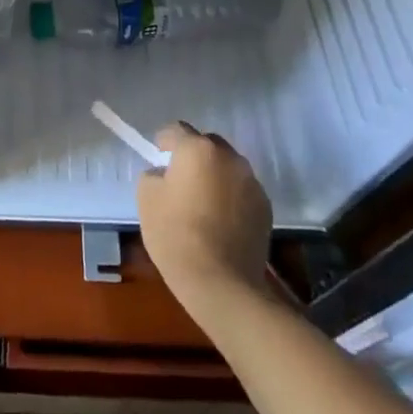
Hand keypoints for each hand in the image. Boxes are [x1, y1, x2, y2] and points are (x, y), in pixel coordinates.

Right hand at [137, 123, 273, 311]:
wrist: (222, 283)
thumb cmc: (176, 235)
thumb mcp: (147, 199)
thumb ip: (154, 175)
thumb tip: (165, 174)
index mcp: (198, 149)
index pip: (177, 130)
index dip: (164, 141)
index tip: (158, 157)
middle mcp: (229, 157)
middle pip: (207, 144)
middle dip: (193, 155)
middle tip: (180, 180)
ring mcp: (251, 182)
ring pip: (227, 167)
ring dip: (215, 175)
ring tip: (203, 202)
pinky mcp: (265, 207)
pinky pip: (242, 190)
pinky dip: (231, 197)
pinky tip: (221, 221)